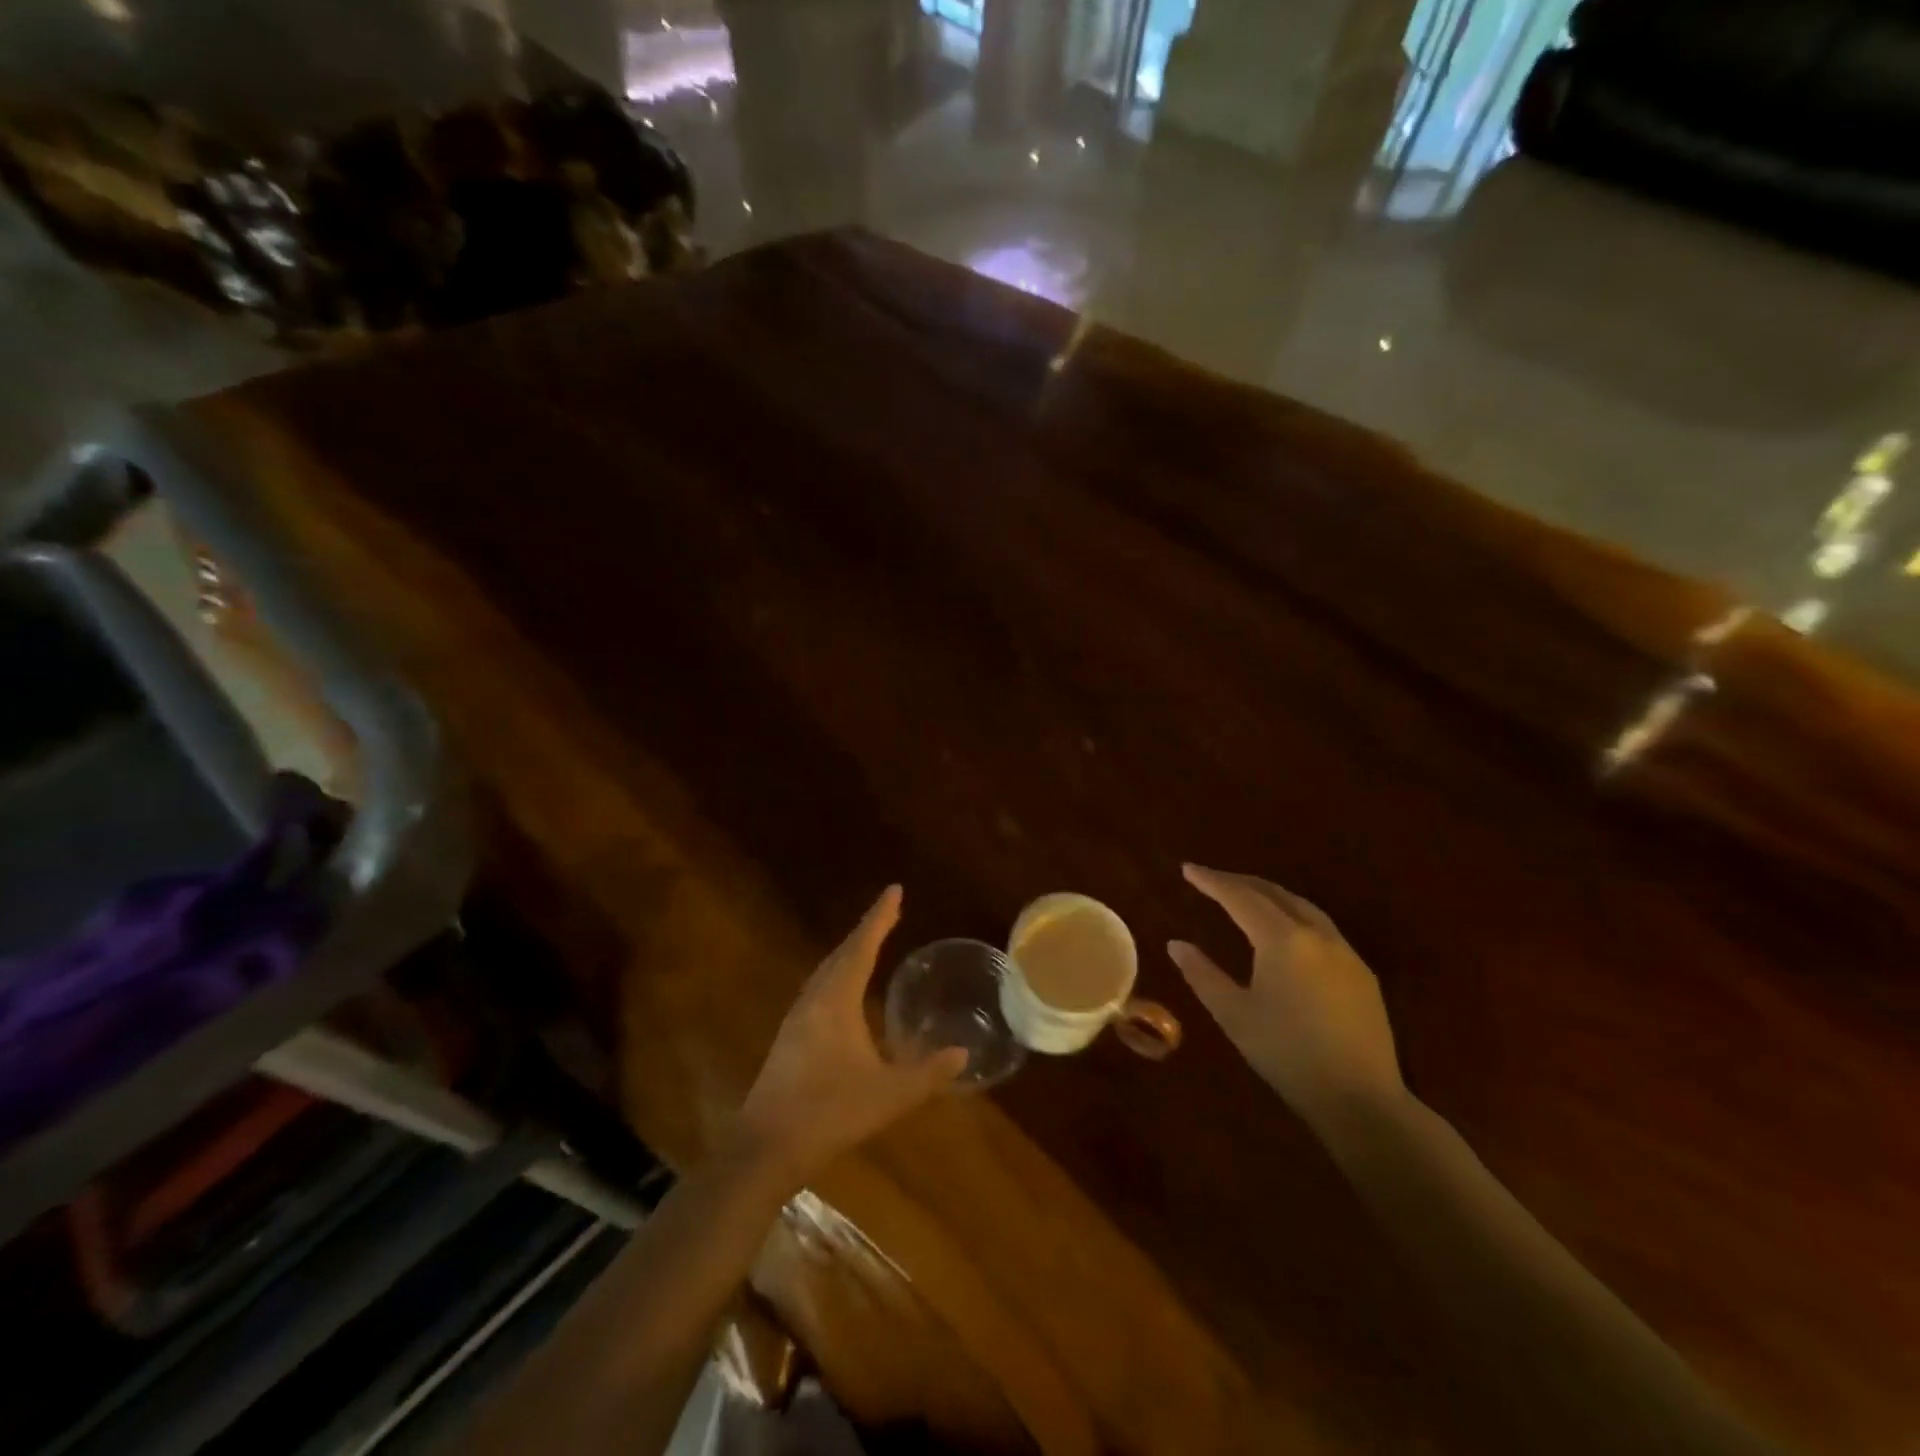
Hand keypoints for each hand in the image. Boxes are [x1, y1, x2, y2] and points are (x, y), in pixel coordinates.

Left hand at [735, 886, 967, 1186]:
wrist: (765, 1147)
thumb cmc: (830, 1112)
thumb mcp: (890, 1094)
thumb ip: (928, 1073)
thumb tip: (962, 1053)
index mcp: (836, 1000)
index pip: (862, 946)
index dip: (880, 917)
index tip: (894, 890)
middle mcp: (814, 999)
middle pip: (842, 953)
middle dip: (867, 931)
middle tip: (889, 913)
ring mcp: (797, 1019)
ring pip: (827, 972)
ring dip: (850, 953)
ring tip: (870, 944)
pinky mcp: (790, 1039)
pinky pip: (820, 990)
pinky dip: (838, 976)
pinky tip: (845, 995)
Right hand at [1169, 864, 1403, 1125]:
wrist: (1360, 1099)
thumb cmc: (1287, 1055)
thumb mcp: (1234, 1015)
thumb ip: (1202, 974)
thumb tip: (1176, 944)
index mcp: (1282, 940)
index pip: (1240, 897)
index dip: (1212, 881)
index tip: (1187, 869)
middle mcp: (1316, 934)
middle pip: (1273, 893)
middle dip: (1240, 882)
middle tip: (1211, 880)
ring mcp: (1345, 952)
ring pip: (1302, 906)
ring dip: (1269, 895)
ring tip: (1244, 897)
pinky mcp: (1362, 972)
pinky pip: (1321, 927)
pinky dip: (1293, 915)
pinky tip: (1285, 932)